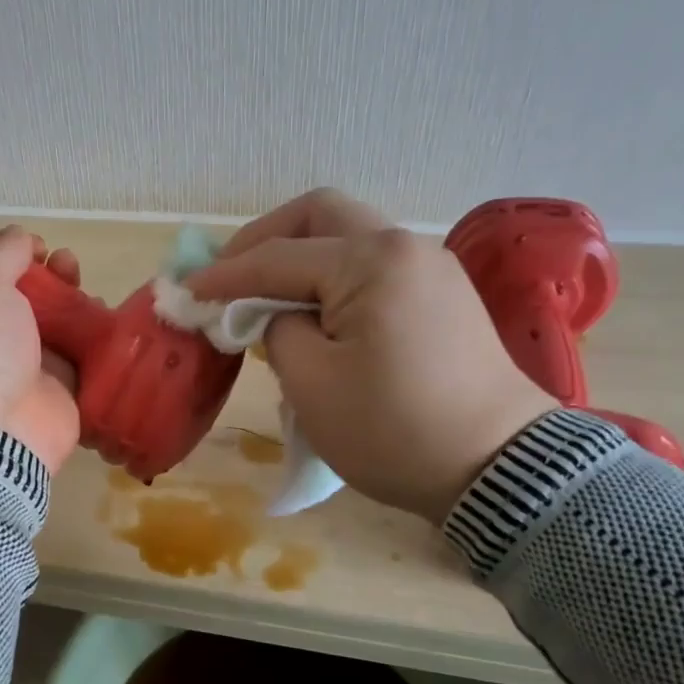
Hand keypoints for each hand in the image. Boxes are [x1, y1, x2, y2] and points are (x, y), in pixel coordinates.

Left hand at [0, 228, 82, 472]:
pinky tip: (97, 310)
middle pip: (11, 290)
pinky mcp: (47, 386)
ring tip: (78, 279)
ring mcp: (9, 363)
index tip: (19, 244)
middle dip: (38, 270)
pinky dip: (86, 329)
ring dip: (65, 293)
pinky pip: (71, 349)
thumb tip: (21, 238)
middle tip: (57, 260)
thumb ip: (2, 252)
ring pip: (44, 317)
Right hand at [183, 190, 555, 519]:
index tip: (185, 291)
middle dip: (264, 240)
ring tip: (266, 295)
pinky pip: (373, 265)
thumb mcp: (311, 384)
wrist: (498, 468)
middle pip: (319, 215)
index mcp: (370, 261)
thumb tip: (275, 314)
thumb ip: (276, 330)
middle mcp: (403, 246)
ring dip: (300, 256)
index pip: (277, 257)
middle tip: (229, 276)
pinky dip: (332, 275)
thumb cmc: (393, 430)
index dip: (224, 275)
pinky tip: (314, 310)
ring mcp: (430, 266)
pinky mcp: (442, 293)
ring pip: (348, 235)